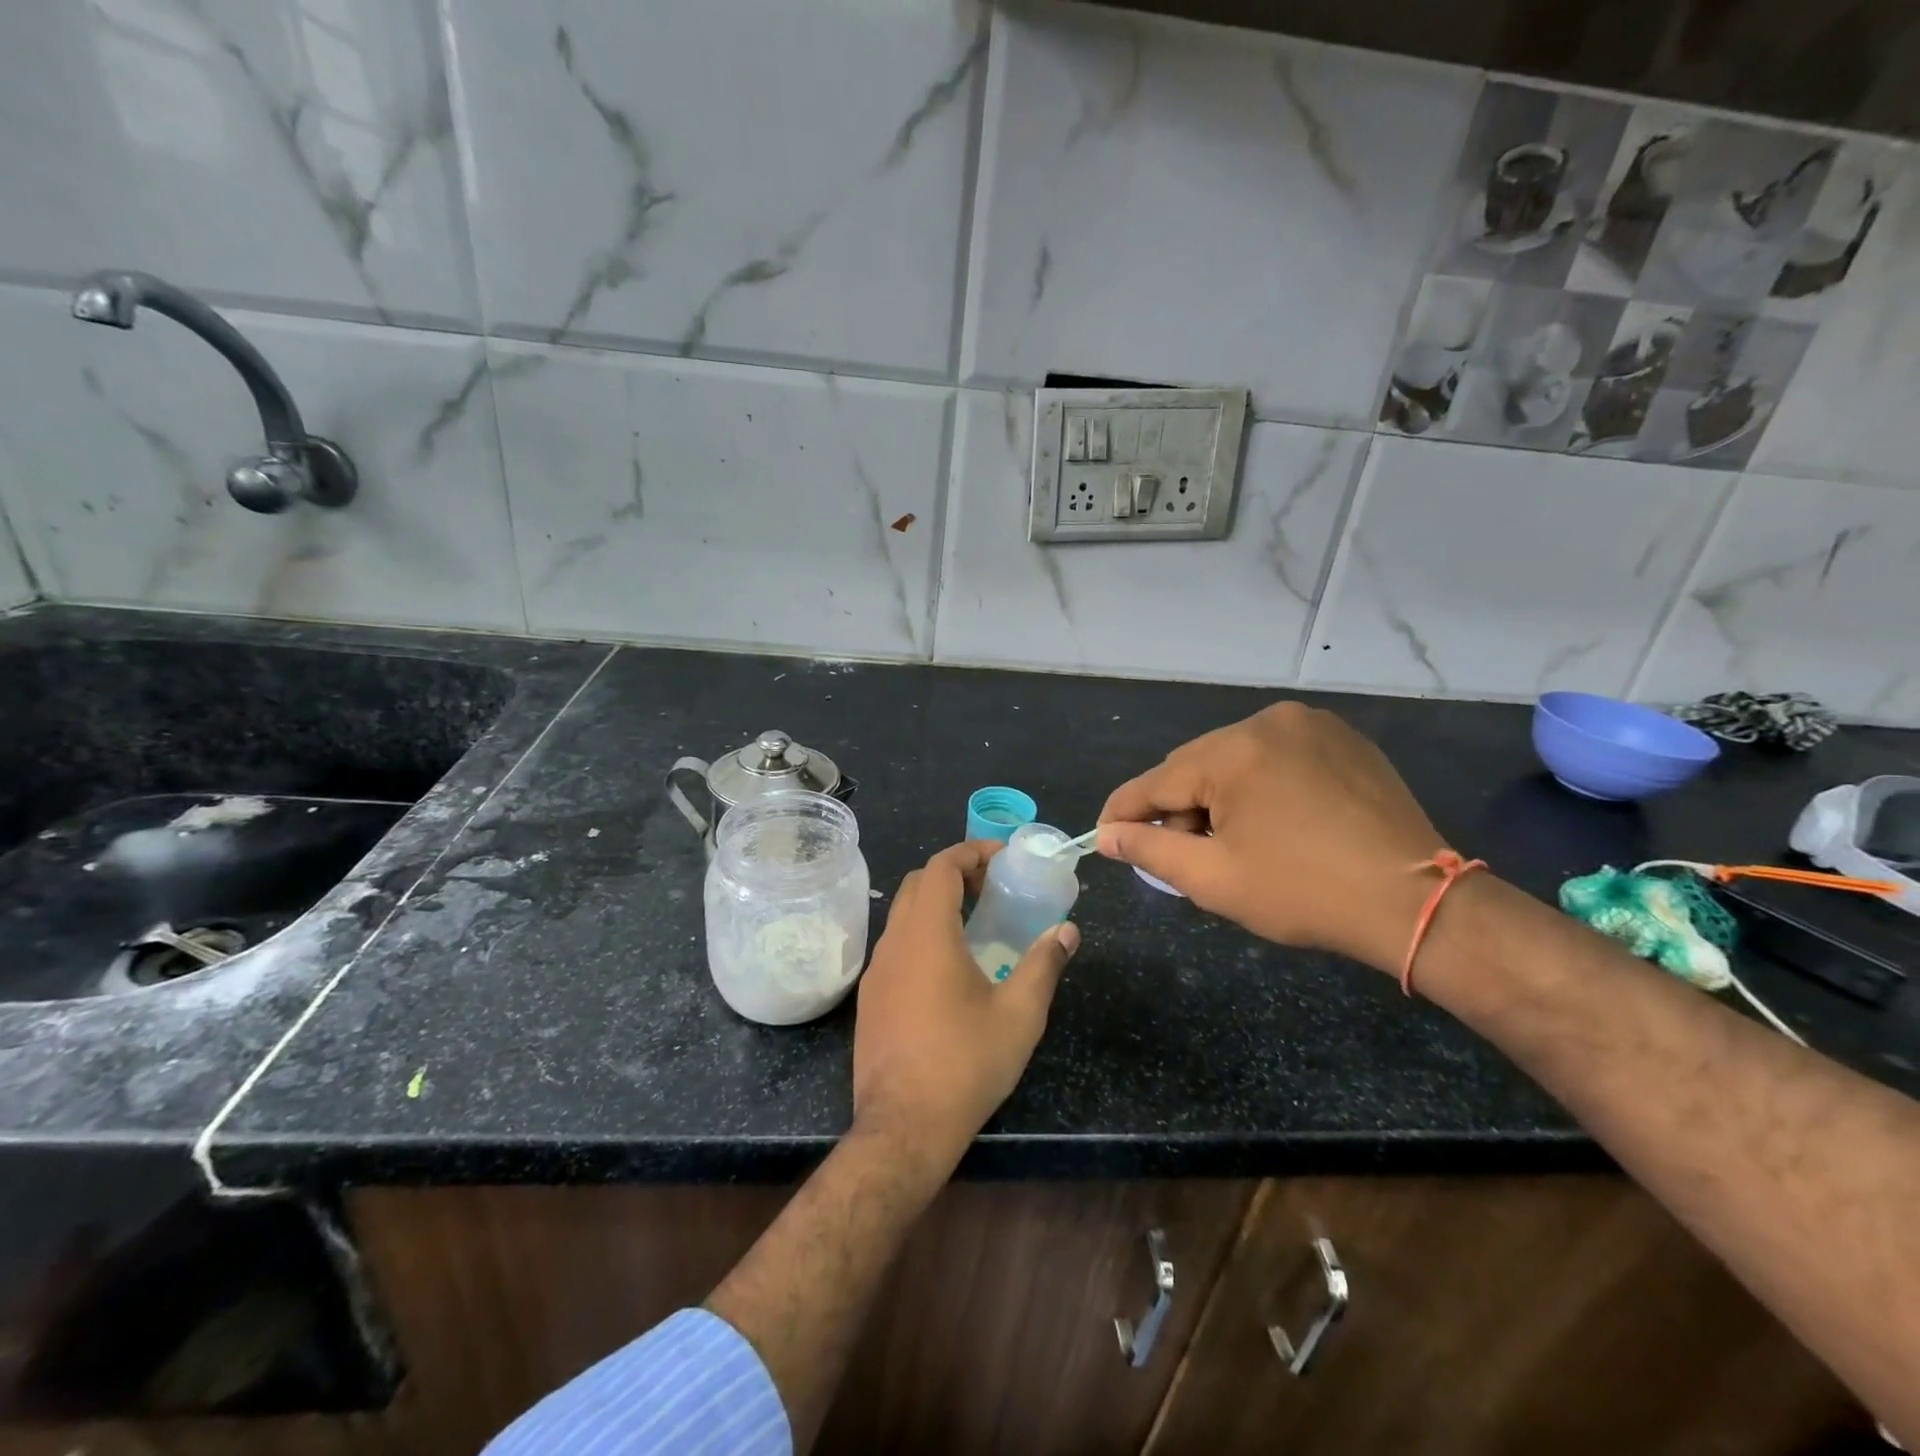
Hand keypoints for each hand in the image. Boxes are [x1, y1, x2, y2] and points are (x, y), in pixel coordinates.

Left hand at [853, 842, 1077, 1170]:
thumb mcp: (1019, 1013)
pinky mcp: (870, 998)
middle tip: (993, 886)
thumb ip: (1044, 964)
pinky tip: (949, 967)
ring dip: (936, 903)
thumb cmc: (965, 1063)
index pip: (941, 867)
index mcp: (927, 934)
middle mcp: (894, 942)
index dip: (971, 852)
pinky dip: (922, 933)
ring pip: (903, 914)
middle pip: (918, 883)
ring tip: (976, 922)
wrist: (903, 1127)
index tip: (1002, 858)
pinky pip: (896, 945)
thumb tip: (1068, 931)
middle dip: (955, 873)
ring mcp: (876, 971)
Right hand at [1097, 702, 1446, 972]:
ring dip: (1219, 797)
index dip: (1124, 812)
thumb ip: (1150, 850)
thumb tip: (1107, 835)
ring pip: (1235, 760)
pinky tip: (1274, 823)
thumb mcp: (1214, 879)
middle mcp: (1267, 721)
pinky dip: (1259, 786)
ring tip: (1233, 843)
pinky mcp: (1342, 739)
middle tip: (1183, 855)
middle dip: (1179, 809)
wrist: (1418, 903)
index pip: (1156, 780)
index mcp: (1233, 751)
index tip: (1104, 836)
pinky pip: (1276, 756)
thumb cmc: (1305, 892)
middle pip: (1196, 766)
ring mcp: (1310, 724)